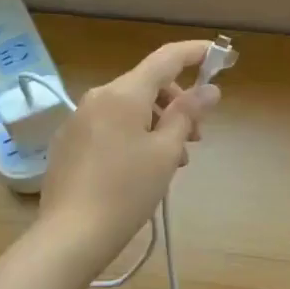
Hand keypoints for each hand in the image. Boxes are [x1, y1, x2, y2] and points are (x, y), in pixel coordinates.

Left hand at [38, 40, 220, 269]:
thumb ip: (187, 114)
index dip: (195, 52)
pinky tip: (140, 170)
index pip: (166, 58)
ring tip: (170, 163)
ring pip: (129, 108)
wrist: (70, 236)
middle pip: (147, 85)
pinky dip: (133, 135)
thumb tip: (209, 89)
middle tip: (196, 138)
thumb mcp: (165, 152)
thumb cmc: (126, 191)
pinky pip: (110, 126)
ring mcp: (78, 120)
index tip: (220, 56)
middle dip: (176, 104)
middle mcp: (97, 97)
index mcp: (123, 93)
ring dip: (156, 125)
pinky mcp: (69, 143)